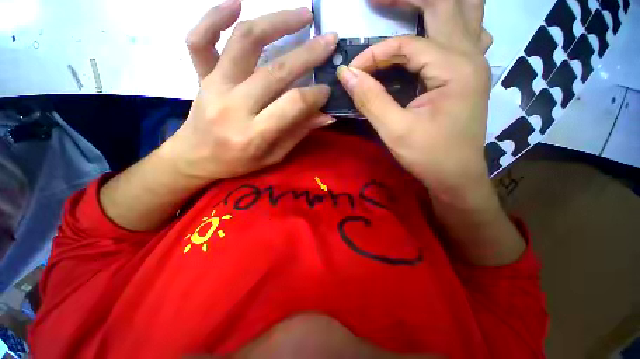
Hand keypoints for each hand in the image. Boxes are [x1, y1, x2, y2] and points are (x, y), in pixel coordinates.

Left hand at [166, 0, 336, 183]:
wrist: (196, 157)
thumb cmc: (238, 162)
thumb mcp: (274, 156)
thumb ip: (298, 133)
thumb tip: (326, 115)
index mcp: (253, 134)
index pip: (292, 105)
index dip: (315, 95)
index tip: (327, 89)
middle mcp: (233, 106)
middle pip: (276, 71)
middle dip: (308, 54)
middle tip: (329, 41)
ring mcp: (214, 85)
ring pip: (244, 42)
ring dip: (276, 22)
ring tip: (303, 14)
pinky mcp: (200, 75)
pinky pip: (200, 40)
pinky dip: (214, 17)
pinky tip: (237, 4)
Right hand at [337, 0, 492, 205]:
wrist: (457, 176)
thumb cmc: (429, 157)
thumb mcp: (395, 131)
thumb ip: (370, 99)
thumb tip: (346, 73)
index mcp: (455, 68)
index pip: (407, 45)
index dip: (375, 55)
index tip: (353, 72)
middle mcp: (471, 56)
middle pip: (445, 5)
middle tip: (376, 0)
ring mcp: (474, 63)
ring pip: (463, 13)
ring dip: (434, 5)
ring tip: (405, 5)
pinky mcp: (469, 74)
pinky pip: (466, 33)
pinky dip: (450, 23)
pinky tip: (435, 29)